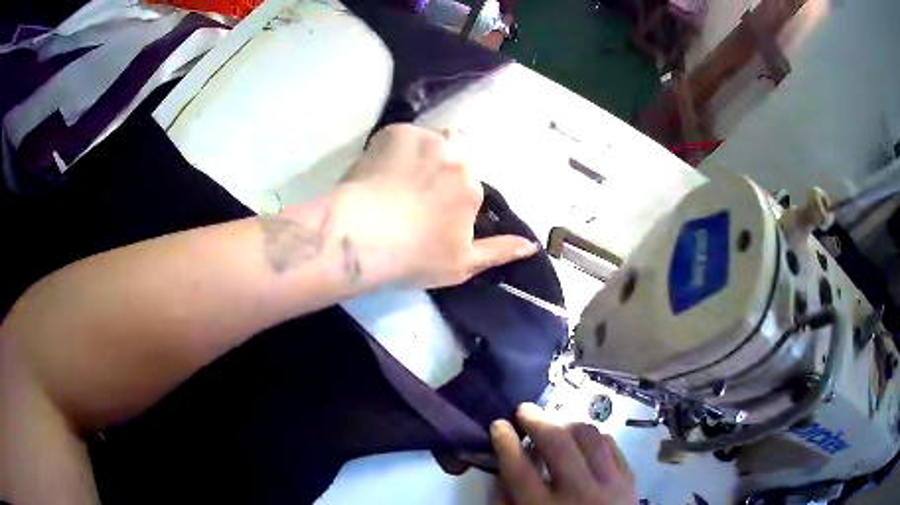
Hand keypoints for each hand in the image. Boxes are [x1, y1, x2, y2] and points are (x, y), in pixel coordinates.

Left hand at [335, 124, 537, 288]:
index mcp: (473, 184)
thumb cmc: (415, 255)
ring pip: (428, 144)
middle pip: (452, 159)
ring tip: (393, 183)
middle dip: (439, 174)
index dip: (448, 204)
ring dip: (419, 158)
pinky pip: (401, 138)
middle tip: (410, 198)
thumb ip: (500, 251)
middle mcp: (455, 152)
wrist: (361, 237)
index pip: (467, 187)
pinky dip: (394, 151)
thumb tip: (531, 244)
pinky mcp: (393, 131)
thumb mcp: (464, 264)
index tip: (428, 219)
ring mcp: (424, 138)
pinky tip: (379, 173)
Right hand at [491, 403, 637, 504]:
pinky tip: (582, 440)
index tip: (499, 424)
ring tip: (555, 425)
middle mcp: (579, 494)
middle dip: (537, 420)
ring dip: (568, 424)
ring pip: (590, 437)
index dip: (506, 442)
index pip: (519, 469)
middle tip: (524, 410)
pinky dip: (594, 437)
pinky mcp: (629, 479)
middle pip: (558, 444)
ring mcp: (610, 484)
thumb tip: (502, 469)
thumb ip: (508, 502)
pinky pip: (611, 445)